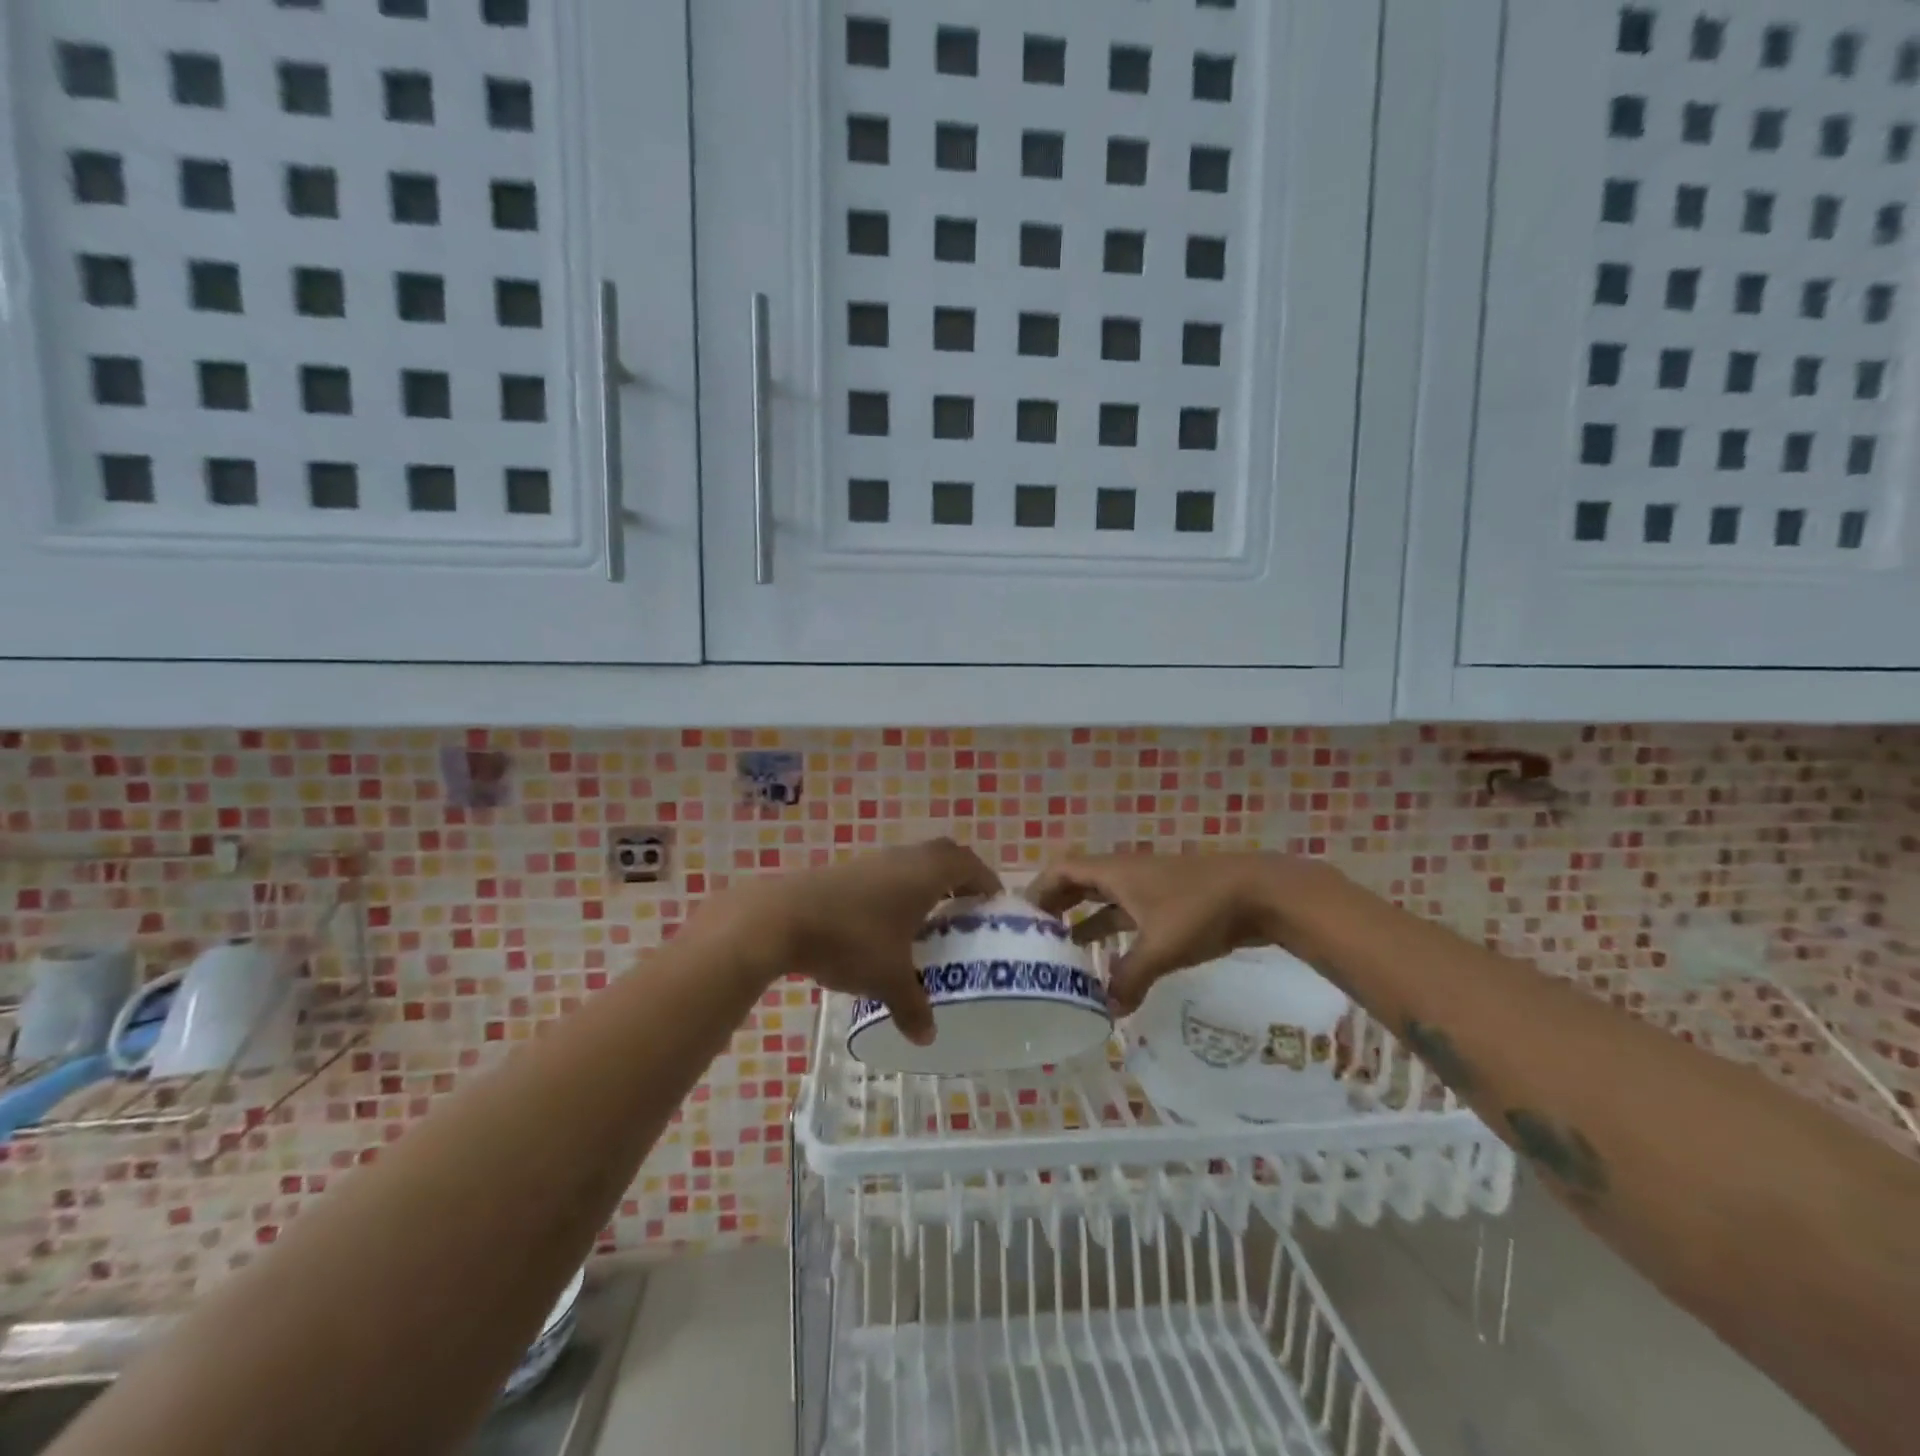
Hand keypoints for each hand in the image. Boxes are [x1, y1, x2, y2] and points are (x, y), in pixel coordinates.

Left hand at [690, 839, 1000, 1044]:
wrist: (781, 917)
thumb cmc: (851, 939)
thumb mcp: (887, 979)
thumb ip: (913, 1006)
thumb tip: (928, 1037)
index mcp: (926, 873)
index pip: (969, 864)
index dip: (986, 881)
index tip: (994, 903)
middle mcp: (903, 858)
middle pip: (942, 856)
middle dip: (958, 878)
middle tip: (966, 909)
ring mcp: (871, 861)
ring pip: (911, 863)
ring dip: (925, 884)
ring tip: (928, 919)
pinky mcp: (845, 872)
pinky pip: (885, 874)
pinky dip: (897, 891)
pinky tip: (887, 924)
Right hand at [1030, 852, 1316, 1014]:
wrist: (1261, 893)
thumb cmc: (1201, 910)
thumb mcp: (1161, 948)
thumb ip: (1129, 979)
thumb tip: (1106, 1013)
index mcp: (1115, 872)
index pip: (1062, 871)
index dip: (1038, 890)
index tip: (1020, 918)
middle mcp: (1126, 874)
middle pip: (1079, 883)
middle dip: (1056, 907)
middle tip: (1036, 938)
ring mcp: (1149, 888)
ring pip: (1104, 901)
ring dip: (1084, 922)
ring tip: (1064, 953)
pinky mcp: (1169, 904)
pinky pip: (1128, 915)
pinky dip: (1114, 934)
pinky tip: (1112, 963)